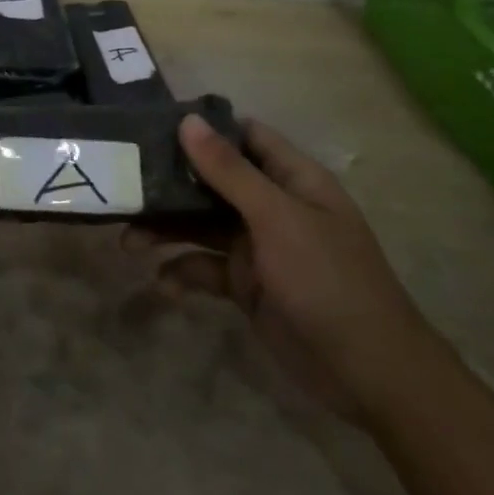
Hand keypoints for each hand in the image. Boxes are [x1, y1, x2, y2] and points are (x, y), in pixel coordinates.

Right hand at [157, 114, 446, 422]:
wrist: (369, 374)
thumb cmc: (328, 279)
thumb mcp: (277, 218)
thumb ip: (229, 171)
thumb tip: (188, 120)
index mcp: (291, 178)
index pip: (243, 136)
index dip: (203, 129)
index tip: (152, 127)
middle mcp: (272, 206)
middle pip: (213, 181)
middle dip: (170, 184)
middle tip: (124, 185)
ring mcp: (259, 247)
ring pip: (202, 225)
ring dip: (167, 230)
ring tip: (128, 242)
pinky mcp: (247, 286)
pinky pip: (206, 268)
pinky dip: (183, 272)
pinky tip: (162, 284)